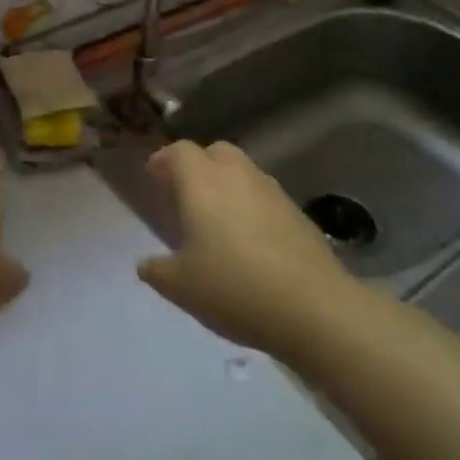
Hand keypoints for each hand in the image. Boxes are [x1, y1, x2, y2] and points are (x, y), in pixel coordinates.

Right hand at [137, 141, 345, 360]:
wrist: (314, 307)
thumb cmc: (234, 287)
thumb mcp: (181, 287)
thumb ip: (158, 270)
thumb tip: (145, 264)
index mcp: (201, 181)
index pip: (178, 152)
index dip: (164, 161)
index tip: (154, 176)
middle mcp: (236, 174)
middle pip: (214, 152)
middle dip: (198, 165)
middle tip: (186, 194)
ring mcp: (271, 190)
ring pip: (243, 172)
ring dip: (227, 184)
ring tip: (219, 219)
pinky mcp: (297, 212)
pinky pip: (265, 197)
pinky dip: (252, 207)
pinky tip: (251, 241)